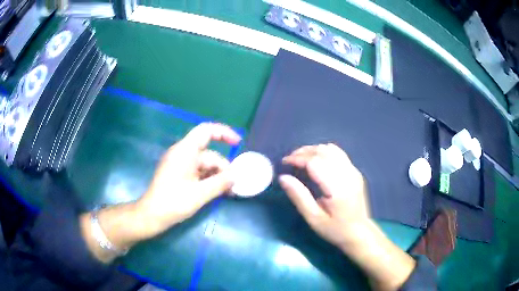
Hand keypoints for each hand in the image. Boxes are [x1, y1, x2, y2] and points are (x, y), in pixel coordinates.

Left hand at [137, 122, 240, 234]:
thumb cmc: (174, 202)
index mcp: (185, 151)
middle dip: (223, 168)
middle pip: (208, 154)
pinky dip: (208, 179)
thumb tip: (236, 176)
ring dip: (217, 176)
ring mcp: (179, 164)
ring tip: (227, 192)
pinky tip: (217, 191)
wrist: (152, 215)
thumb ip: (221, 182)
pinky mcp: (178, 174)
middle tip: (233, 186)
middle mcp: (182, 153)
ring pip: (204, 164)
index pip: (206, 131)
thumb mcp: (201, 194)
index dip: (224, 133)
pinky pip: (198, 171)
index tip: (238, 144)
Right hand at [279, 143, 369, 249]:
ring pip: (331, 149)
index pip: (315, 162)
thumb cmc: (335, 229)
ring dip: (313, 150)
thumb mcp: (313, 218)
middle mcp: (347, 174)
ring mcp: (353, 171)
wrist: (359, 233)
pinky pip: (338, 153)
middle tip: (289, 160)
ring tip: (300, 158)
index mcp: (337, 188)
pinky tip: (316, 161)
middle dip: (303, 152)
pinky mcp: (355, 171)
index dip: (297, 159)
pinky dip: (324, 152)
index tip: (284, 163)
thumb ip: (298, 196)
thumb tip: (283, 177)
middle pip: (323, 151)